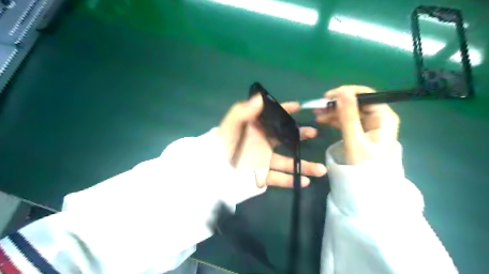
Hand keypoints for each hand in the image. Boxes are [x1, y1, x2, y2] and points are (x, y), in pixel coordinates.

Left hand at [217, 95, 323, 188]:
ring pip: (287, 161)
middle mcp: (262, 143)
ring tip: (321, 169)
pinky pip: (278, 178)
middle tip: (314, 133)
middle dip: (300, 135)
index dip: (285, 110)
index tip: (299, 106)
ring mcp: (263, 160)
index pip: (273, 116)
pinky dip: (290, 180)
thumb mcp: (229, 127)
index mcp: (255, 129)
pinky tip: (304, 182)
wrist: (212, 171)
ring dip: (304, 164)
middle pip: (285, 137)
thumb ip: (242, 112)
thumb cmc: (221, 146)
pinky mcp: (261, 175)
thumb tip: (260, 99)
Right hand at [316, 85, 398, 163]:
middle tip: (318, 107)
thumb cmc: (363, 164)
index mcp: (383, 117)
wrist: (366, 184)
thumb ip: (348, 116)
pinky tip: (323, 120)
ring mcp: (369, 124)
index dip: (346, 93)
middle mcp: (378, 117)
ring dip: (333, 110)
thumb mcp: (354, 139)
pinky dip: (334, 118)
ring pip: (349, 110)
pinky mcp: (360, 130)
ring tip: (317, 114)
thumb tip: (342, 91)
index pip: (366, 96)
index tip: (327, 97)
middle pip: (356, 102)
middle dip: (336, 103)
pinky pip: (346, 119)